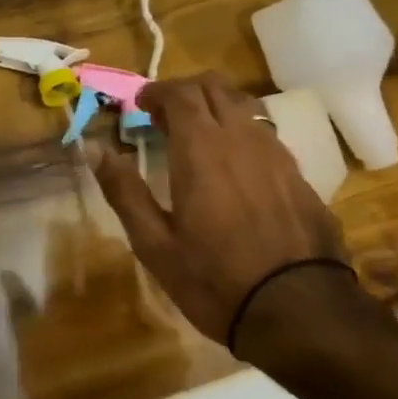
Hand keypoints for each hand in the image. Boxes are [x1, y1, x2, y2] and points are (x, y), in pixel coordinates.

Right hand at [91, 72, 355, 353]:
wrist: (301, 312)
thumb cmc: (215, 279)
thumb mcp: (154, 244)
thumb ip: (124, 191)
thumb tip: (96, 149)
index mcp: (201, 149)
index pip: (180, 93)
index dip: (157, 91)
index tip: (141, 105)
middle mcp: (241, 138)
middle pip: (215, 86)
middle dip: (186, 90)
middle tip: (165, 116)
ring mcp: (277, 154)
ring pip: (244, 106)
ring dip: (215, 108)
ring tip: (198, 137)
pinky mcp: (299, 176)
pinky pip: (265, 135)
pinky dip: (240, 133)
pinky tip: (233, 167)